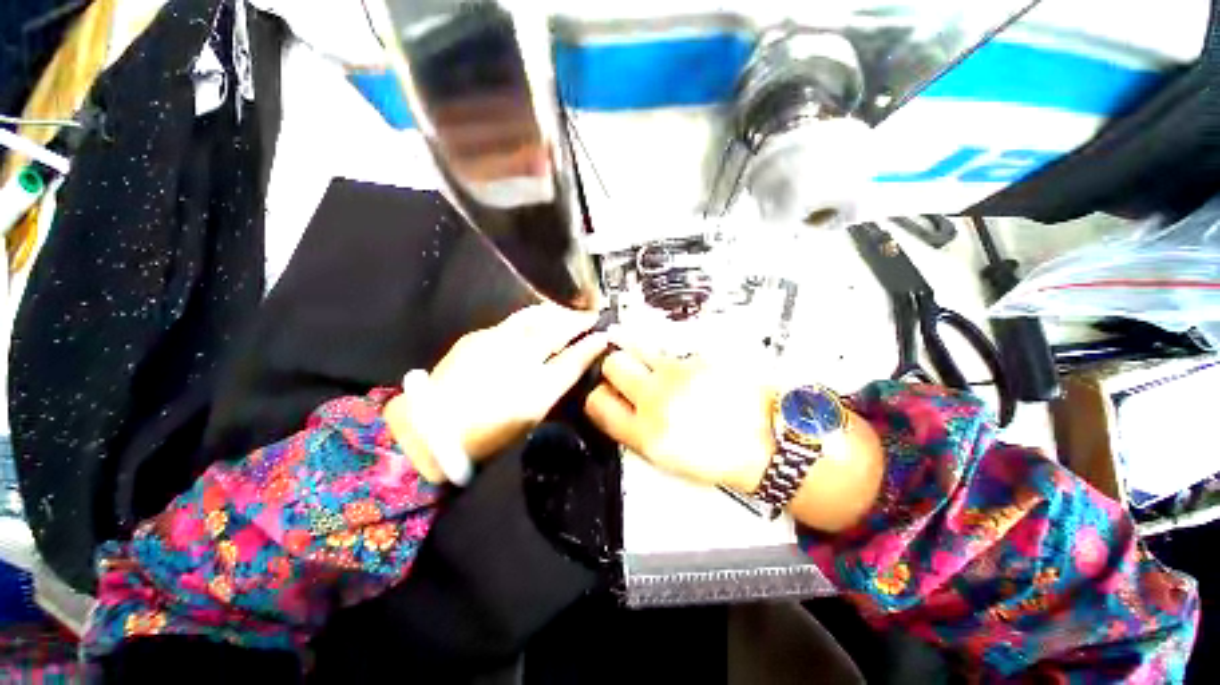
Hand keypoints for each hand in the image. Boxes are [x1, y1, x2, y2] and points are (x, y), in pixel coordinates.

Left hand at [388, 304, 608, 473]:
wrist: (431, 429)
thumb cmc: (488, 432)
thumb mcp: (531, 415)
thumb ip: (555, 385)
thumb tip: (574, 363)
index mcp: (536, 388)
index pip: (574, 359)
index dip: (592, 345)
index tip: (604, 335)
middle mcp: (519, 359)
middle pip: (556, 329)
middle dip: (577, 318)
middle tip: (590, 314)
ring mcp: (496, 342)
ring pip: (535, 317)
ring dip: (555, 312)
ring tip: (567, 311)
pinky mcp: (478, 336)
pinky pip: (513, 321)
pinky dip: (531, 318)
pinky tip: (535, 321)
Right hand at [583, 341, 776, 492]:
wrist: (770, 441)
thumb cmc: (722, 458)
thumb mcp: (668, 461)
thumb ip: (635, 431)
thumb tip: (619, 407)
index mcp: (646, 434)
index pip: (598, 403)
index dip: (598, 397)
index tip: (606, 394)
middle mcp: (658, 398)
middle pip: (613, 363)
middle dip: (614, 367)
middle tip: (627, 374)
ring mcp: (680, 372)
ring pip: (640, 348)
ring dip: (641, 358)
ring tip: (660, 370)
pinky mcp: (700, 356)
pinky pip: (672, 351)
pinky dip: (673, 360)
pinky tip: (690, 374)